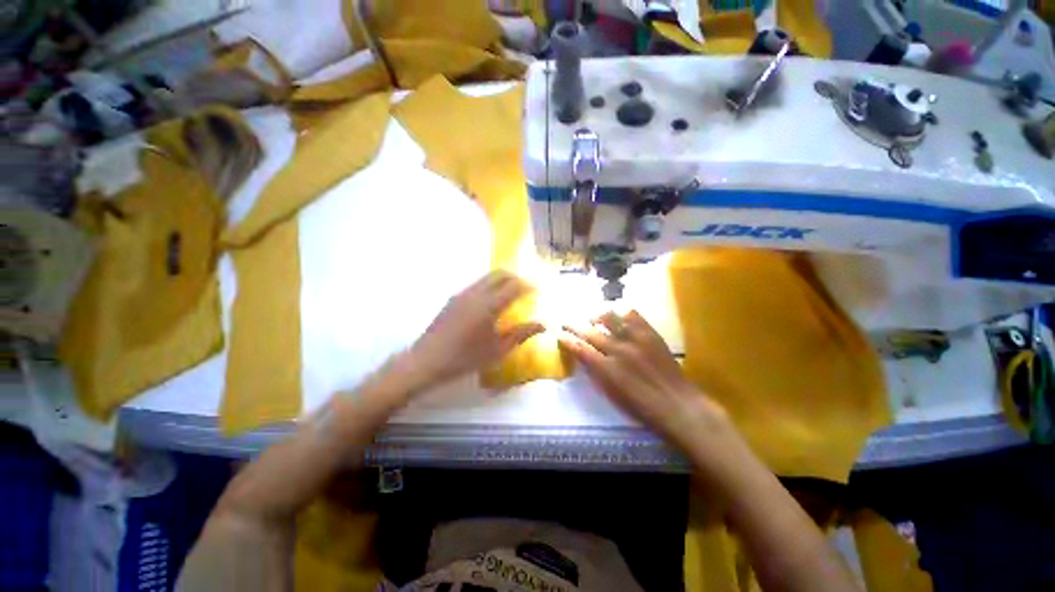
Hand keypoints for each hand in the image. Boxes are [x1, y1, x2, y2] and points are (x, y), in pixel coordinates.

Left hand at [406, 271, 544, 388]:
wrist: (426, 361)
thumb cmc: (465, 358)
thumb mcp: (498, 350)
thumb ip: (521, 334)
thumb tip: (543, 324)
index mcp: (489, 305)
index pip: (515, 286)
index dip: (530, 285)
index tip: (539, 288)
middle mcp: (476, 293)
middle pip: (500, 274)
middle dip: (516, 277)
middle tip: (527, 288)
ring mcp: (462, 294)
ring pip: (487, 277)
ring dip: (502, 280)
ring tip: (511, 294)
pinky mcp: (453, 298)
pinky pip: (477, 284)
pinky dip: (490, 286)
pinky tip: (491, 302)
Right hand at [559, 311, 736, 459]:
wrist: (679, 405)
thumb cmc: (642, 408)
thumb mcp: (612, 395)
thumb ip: (596, 374)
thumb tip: (585, 357)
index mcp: (607, 370)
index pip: (579, 349)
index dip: (566, 340)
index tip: (559, 334)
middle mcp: (618, 350)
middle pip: (590, 332)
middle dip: (574, 325)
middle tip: (566, 321)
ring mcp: (635, 340)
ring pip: (610, 318)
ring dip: (597, 316)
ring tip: (593, 316)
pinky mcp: (650, 334)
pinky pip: (633, 315)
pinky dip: (622, 313)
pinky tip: (618, 316)